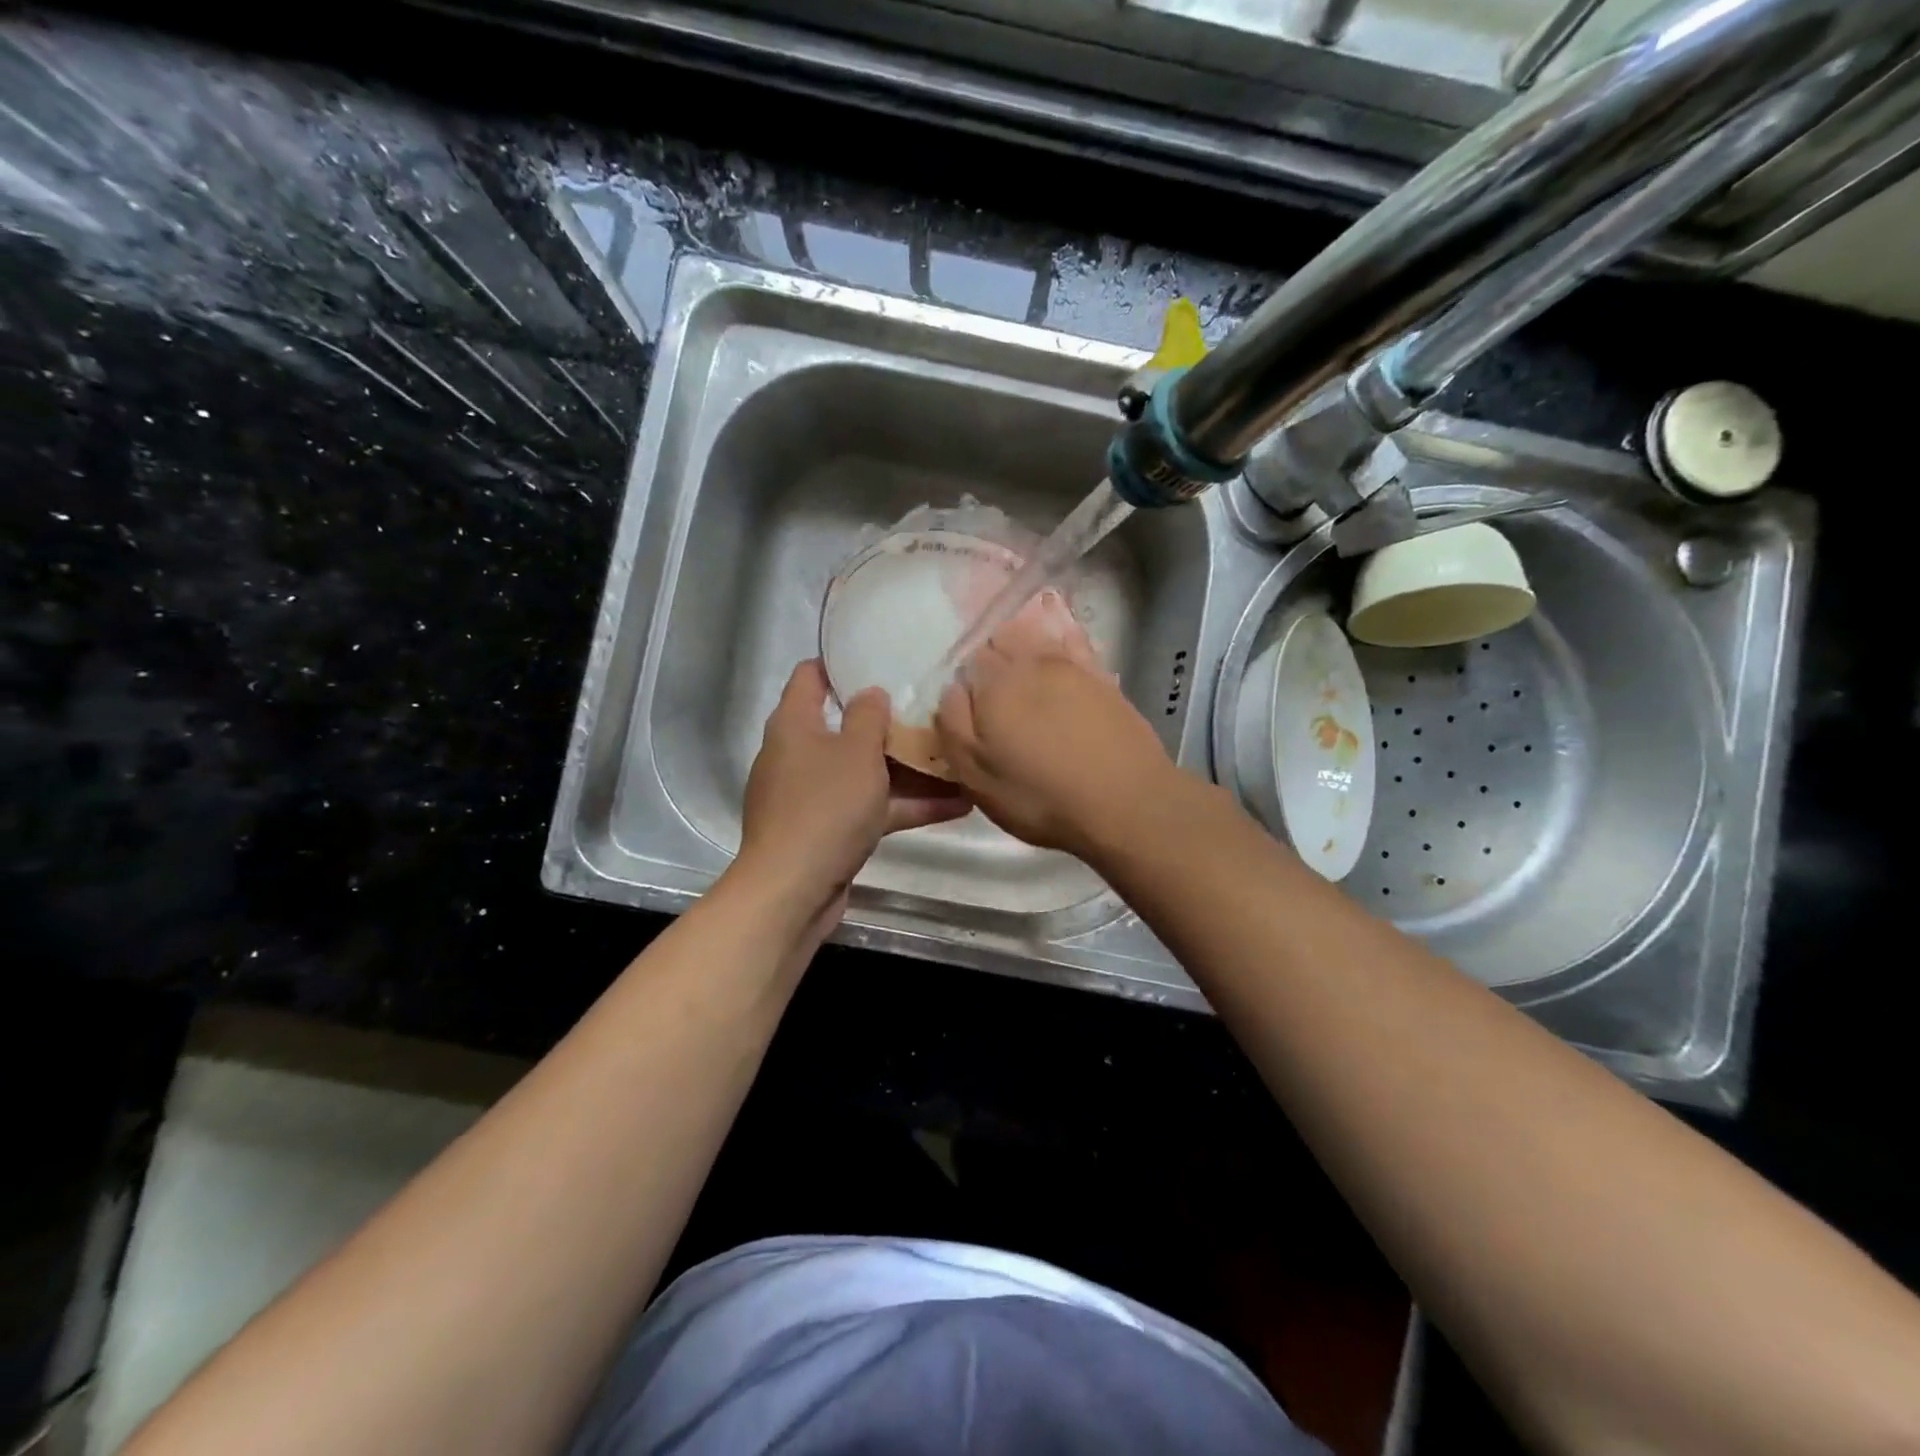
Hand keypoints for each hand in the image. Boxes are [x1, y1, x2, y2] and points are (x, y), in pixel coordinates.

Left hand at [734, 660, 969, 930]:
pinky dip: (905, 806)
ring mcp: (814, 795)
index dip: (841, 662)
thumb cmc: (824, 807)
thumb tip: (871, 693)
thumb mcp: (856, 752)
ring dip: (909, 770)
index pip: (811, 676)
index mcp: (795, 724)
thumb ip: (868, 716)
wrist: (792, 890)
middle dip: (890, 723)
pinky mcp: (829, 830)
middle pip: (847, 727)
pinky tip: (956, 807)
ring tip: (959, 761)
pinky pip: (870, 807)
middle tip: (933, 710)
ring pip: (866, 772)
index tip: (880, 655)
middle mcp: (799, 754)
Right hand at [934, 614, 1174, 856]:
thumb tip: (953, 689)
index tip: (971, 707)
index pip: (969, 659)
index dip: (967, 680)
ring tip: (1024, 674)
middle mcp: (1030, 662)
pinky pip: (1074, 642)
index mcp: (993, 684)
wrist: (1126, 802)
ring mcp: (1071, 665)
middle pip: (1002, 639)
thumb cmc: (1041, 796)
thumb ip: (954, 725)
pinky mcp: (1104, 676)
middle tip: (995, 694)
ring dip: (1025, 643)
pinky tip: (1061, 645)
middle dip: (994, 657)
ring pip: (1038, 635)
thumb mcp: (976, 777)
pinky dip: (1062, 638)